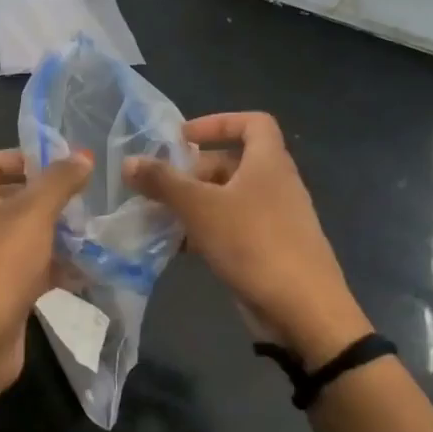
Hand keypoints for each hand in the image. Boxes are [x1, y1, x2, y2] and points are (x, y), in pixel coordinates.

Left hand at [0, 147, 92, 431]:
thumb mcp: (33, 214)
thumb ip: (59, 181)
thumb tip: (81, 155)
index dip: (24, 156)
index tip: (62, 164)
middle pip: (12, 196)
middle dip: (49, 196)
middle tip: (86, 197)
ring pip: (26, 234)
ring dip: (58, 232)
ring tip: (94, 231)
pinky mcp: (1, 289)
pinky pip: (31, 267)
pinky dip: (56, 266)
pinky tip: (88, 270)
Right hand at [124, 112, 368, 366]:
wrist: (303, 309)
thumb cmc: (253, 243)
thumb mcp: (200, 207)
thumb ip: (163, 182)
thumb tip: (129, 161)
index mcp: (269, 162)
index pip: (253, 122)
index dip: (218, 122)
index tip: (183, 137)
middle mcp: (276, 184)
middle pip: (232, 163)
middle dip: (194, 171)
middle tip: (159, 185)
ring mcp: (274, 219)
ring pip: (229, 199)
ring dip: (195, 204)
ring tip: (159, 216)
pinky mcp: (269, 249)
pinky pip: (233, 228)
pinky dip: (206, 231)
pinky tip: (179, 248)